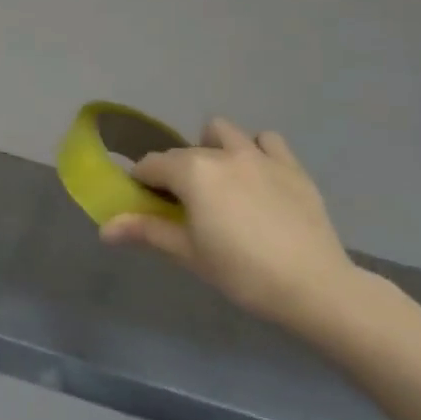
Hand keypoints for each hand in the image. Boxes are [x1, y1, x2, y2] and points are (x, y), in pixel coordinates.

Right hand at [100, 118, 368, 334]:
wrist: (315, 287)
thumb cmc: (242, 273)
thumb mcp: (189, 254)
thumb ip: (146, 231)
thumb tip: (104, 229)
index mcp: (192, 172)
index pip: (152, 165)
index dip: (142, 182)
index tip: (146, 202)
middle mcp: (221, 153)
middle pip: (184, 152)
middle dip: (176, 171)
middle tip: (184, 205)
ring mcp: (259, 156)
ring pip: (223, 132)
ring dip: (213, 147)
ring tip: (219, 180)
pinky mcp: (291, 166)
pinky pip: (267, 140)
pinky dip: (256, 150)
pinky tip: (257, 176)